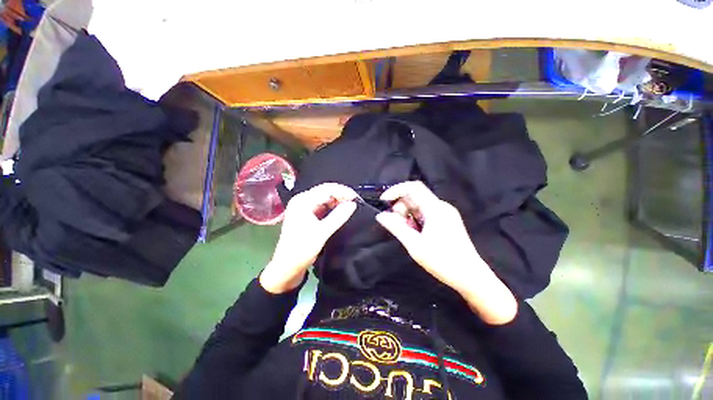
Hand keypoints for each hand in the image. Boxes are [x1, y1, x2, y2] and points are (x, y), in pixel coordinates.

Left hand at [260, 183, 357, 293]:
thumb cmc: (302, 249)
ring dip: (338, 201)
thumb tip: (353, 204)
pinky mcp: (307, 215)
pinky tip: (341, 211)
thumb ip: (338, 216)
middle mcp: (302, 200)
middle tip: (356, 202)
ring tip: (351, 207)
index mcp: (302, 201)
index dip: (343, 192)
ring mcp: (304, 207)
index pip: (327, 189)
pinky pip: (322, 207)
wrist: (287, 267)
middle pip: (325, 191)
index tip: (357, 199)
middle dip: (341, 195)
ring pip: (325, 199)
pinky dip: (332, 208)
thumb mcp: (322, 232)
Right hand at [375, 181, 517, 324]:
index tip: (384, 201)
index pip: (413, 187)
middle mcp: (441, 207)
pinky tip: (416, 234)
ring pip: (419, 206)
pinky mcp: (447, 221)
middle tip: (396, 225)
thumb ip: (396, 227)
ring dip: (407, 215)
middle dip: (401, 207)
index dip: (396, 190)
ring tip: (407, 233)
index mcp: (435, 209)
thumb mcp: (415, 245)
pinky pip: (426, 214)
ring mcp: (446, 214)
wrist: (471, 277)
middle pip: (415, 197)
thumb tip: (381, 215)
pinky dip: (416, 220)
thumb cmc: (442, 261)